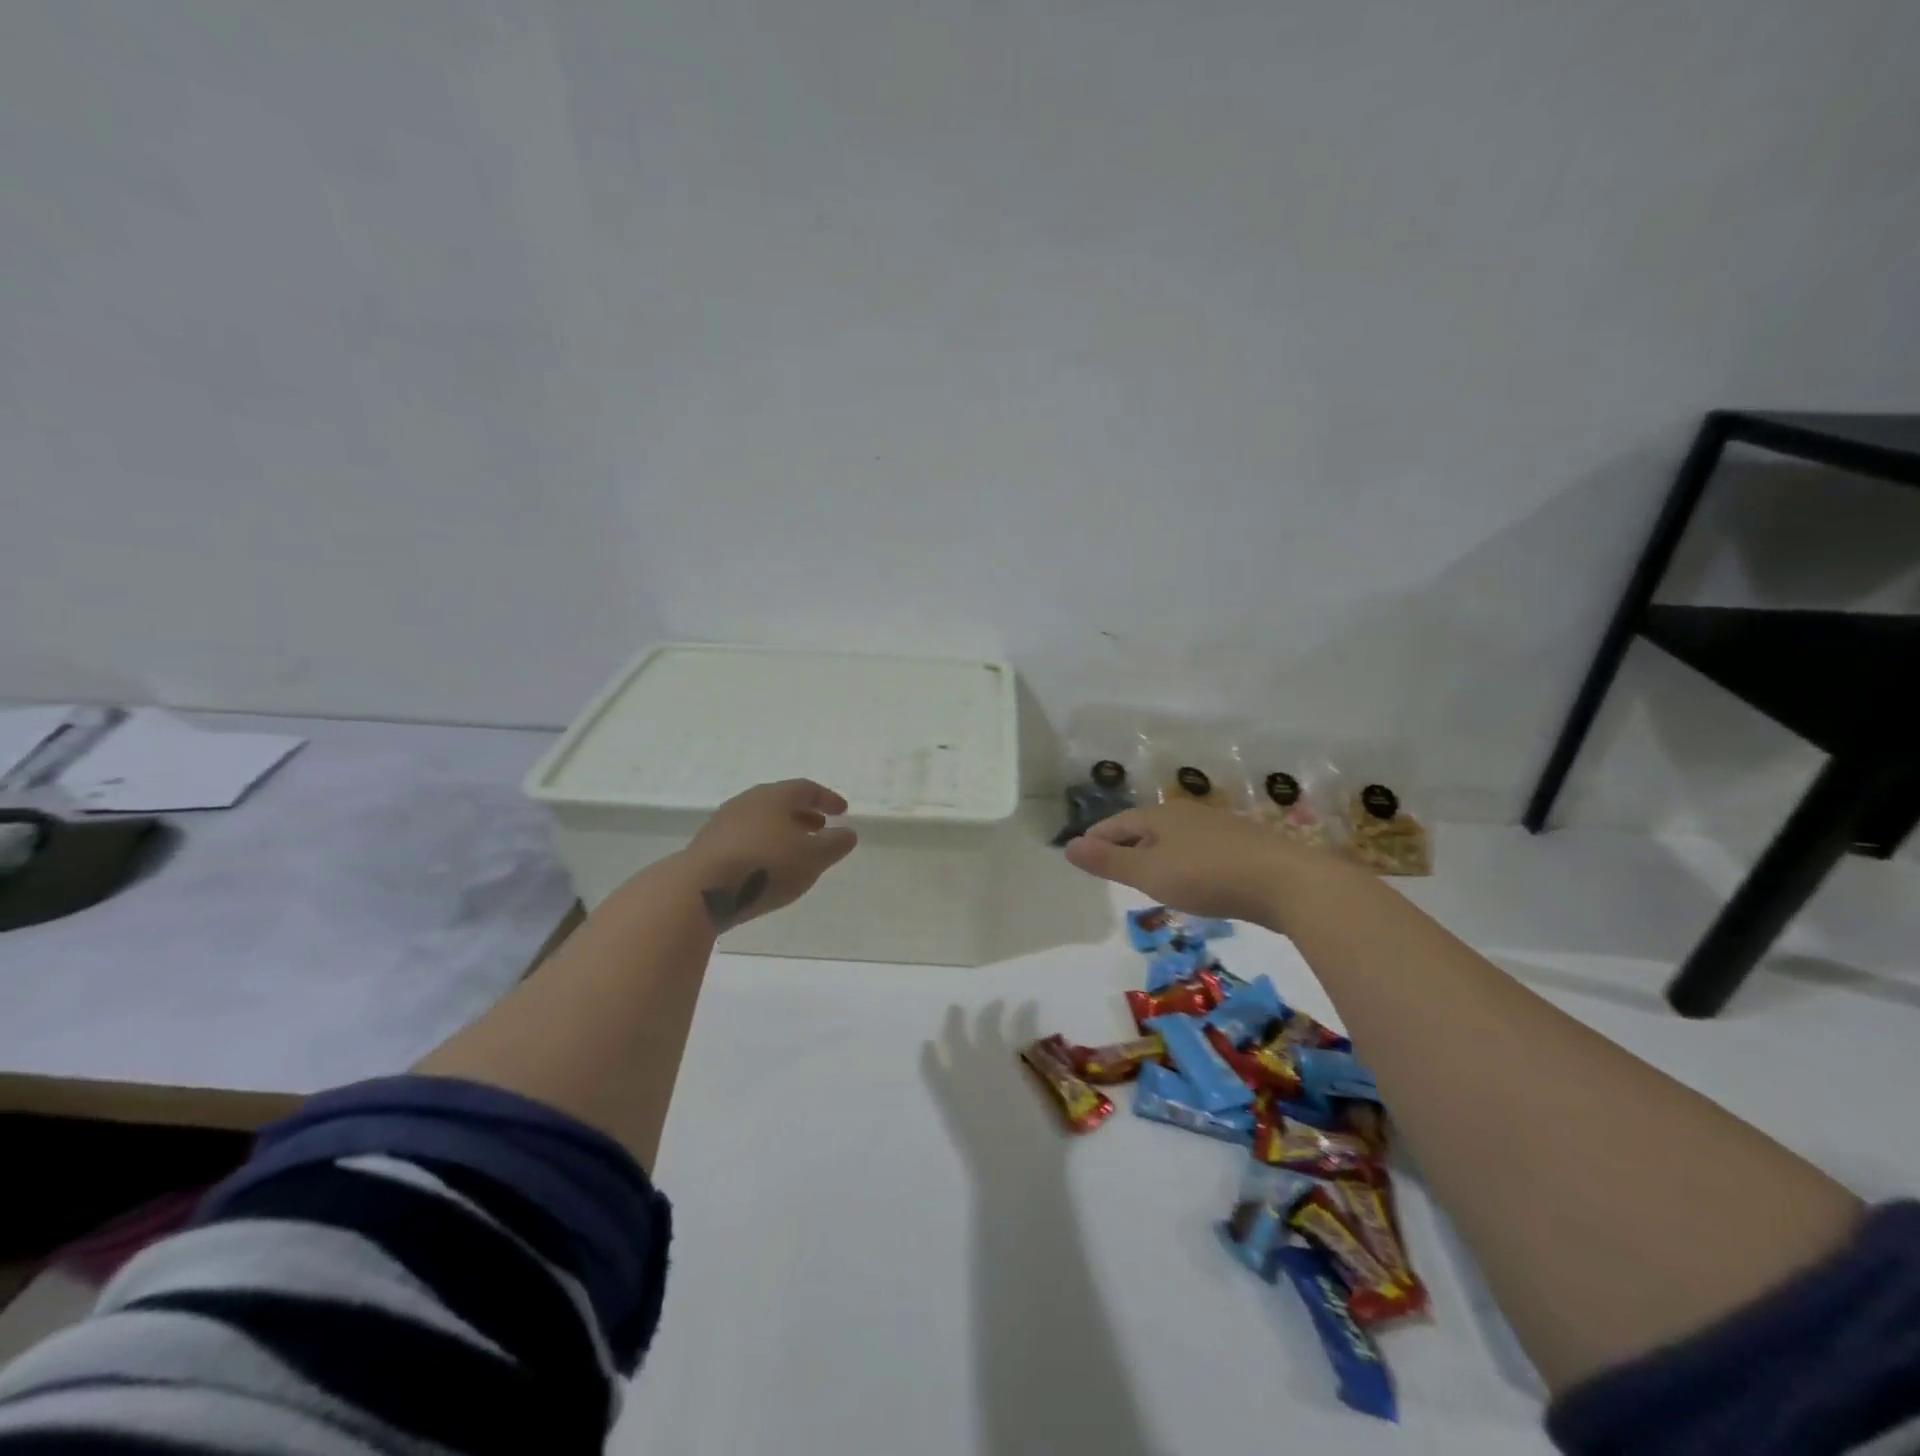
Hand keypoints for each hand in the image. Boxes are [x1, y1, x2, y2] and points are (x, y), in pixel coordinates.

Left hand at [679, 780, 857, 928]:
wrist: (701, 889)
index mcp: (774, 796)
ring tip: (796, 850)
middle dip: (804, 814)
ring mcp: (724, 823)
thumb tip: (848, 833)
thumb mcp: (812, 857)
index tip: (843, 811)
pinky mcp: (709, 847)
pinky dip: (764, 845)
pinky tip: (768, 867)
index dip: (827, 798)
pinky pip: (745, 839)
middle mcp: (747, 802)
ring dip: (783, 831)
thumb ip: (834, 844)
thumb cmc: (765, 866)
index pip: (806, 789)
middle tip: (821, 827)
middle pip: (781, 802)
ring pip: (761, 821)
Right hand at [1063, 801, 1334, 925]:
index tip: (1082, 853)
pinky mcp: (1243, 846)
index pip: (1117, 823)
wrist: (1287, 882)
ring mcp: (1218, 827)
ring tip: (1146, 876)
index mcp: (1160, 816)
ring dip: (1155, 854)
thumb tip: (1068, 846)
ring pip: (1174, 838)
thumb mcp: (1149, 873)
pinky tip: (1191, 881)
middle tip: (1110, 866)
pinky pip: (1198, 850)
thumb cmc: (1207, 876)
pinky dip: (1182, 862)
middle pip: (1145, 827)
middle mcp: (1187, 814)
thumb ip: (1108, 862)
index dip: (1097, 839)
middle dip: (1125, 844)